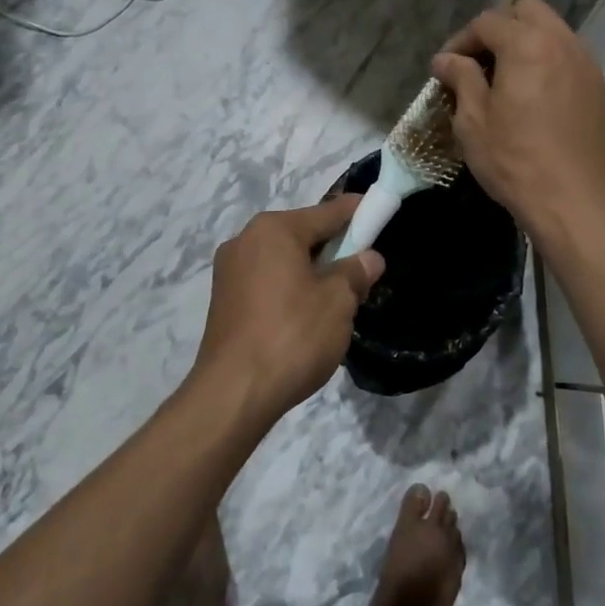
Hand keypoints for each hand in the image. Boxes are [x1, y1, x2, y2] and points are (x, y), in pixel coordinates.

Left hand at [191, 196, 384, 425]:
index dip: (358, 212)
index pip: (327, 212)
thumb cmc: (292, 336)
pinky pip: (266, 281)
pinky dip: (289, 287)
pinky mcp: (223, 300)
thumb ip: (356, 272)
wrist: (233, 393)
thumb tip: (369, 258)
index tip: (381, 212)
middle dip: (334, 246)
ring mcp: (229, 271)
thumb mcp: (338, 302)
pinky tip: (306, 313)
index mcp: (274, 230)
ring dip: (311, 270)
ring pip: (283, 259)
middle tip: (362, 267)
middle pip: (302, 234)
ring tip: (337, 296)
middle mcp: (245, 240)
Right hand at [431, 0, 604, 249]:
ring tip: (507, 79)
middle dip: (499, 29)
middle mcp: (563, 43)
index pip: (488, 22)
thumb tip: (447, 59)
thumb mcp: (474, 122)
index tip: (446, 68)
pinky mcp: (601, 89)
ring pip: (554, 32)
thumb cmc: (515, 162)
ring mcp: (588, 65)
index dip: (462, 41)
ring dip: (527, 43)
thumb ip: (461, 79)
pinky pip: (570, 58)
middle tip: (480, 63)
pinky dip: (549, 63)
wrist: (576, 202)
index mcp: (527, 45)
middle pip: (528, 12)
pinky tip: (536, 97)